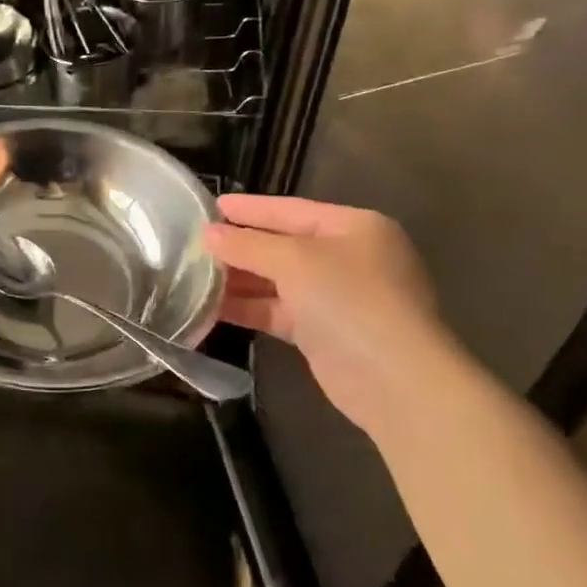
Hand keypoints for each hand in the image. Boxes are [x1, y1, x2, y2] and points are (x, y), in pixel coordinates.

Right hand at [205, 195, 450, 430]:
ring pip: (277, 281)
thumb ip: (248, 244)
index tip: (210, 206)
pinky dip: (248, 308)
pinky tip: (211, 308)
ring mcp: (337, 297)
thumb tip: (209, 234)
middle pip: (283, 245)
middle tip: (192, 244)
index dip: (250, 208)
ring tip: (192, 276)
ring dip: (238, 280)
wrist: (394, 380)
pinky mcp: (323, 333)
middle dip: (239, 247)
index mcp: (353, 227)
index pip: (291, 210)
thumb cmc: (350, 301)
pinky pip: (278, 311)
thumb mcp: (295, 261)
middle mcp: (348, 258)